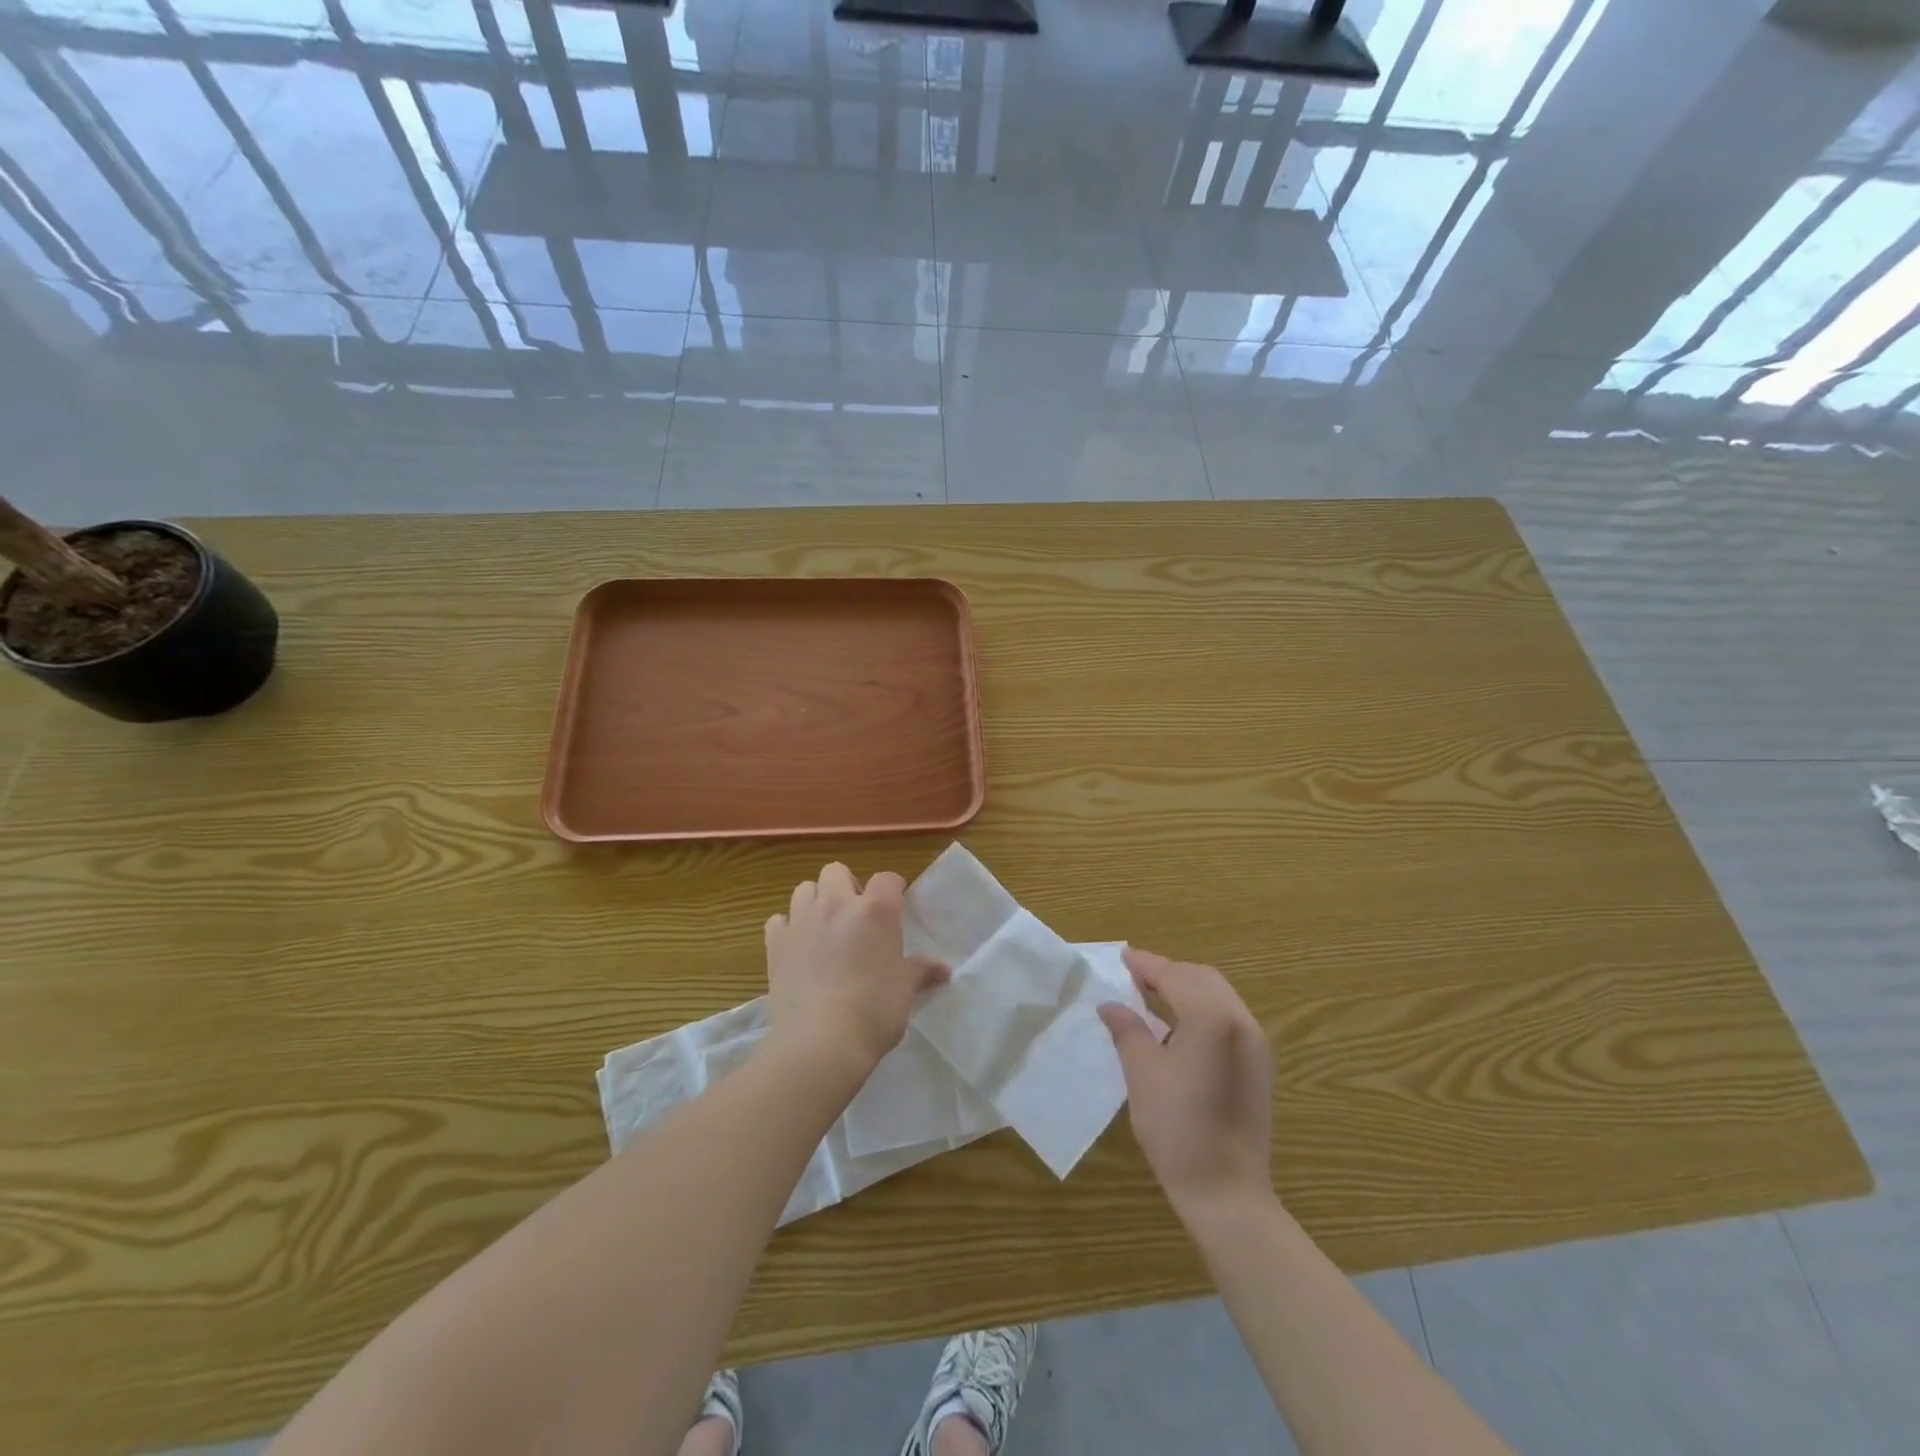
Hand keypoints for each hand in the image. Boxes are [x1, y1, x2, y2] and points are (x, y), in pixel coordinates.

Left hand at [764, 863, 947, 1074]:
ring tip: (824, 929)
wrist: (821, 1042)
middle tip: (855, 917)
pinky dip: (787, 928)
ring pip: (805, 889)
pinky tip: (797, 948)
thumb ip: (921, 971)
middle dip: (846, 886)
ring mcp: (802, 921)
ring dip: (815, 901)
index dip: (893, 890)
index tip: (895, 908)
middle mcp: (837, 904)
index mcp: (876, 910)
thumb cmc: (874, 1011)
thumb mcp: (905, 990)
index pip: (887, 878)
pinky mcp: (776, 943)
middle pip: (837, 871)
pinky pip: (778, 920)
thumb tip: (943, 969)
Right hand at [1099, 948, 1273, 1219]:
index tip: (1122, 957)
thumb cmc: (1177, 1130)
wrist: (1227, 1192)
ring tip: (1152, 995)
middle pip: (1202, 978)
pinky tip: (1178, 1023)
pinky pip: (1229, 1017)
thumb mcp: (1142, 1074)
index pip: (1175, 976)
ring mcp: (1256, 1043)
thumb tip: (1111, 1005)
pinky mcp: (1260, 1064)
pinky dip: (1202, 1008)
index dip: (1147, 965)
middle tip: (1135, 976)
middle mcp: (1241, 1021)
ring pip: (1219, 995)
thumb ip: (1128, 1030)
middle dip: (1168, 972)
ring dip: (1186, 988)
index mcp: (1212, 1018)